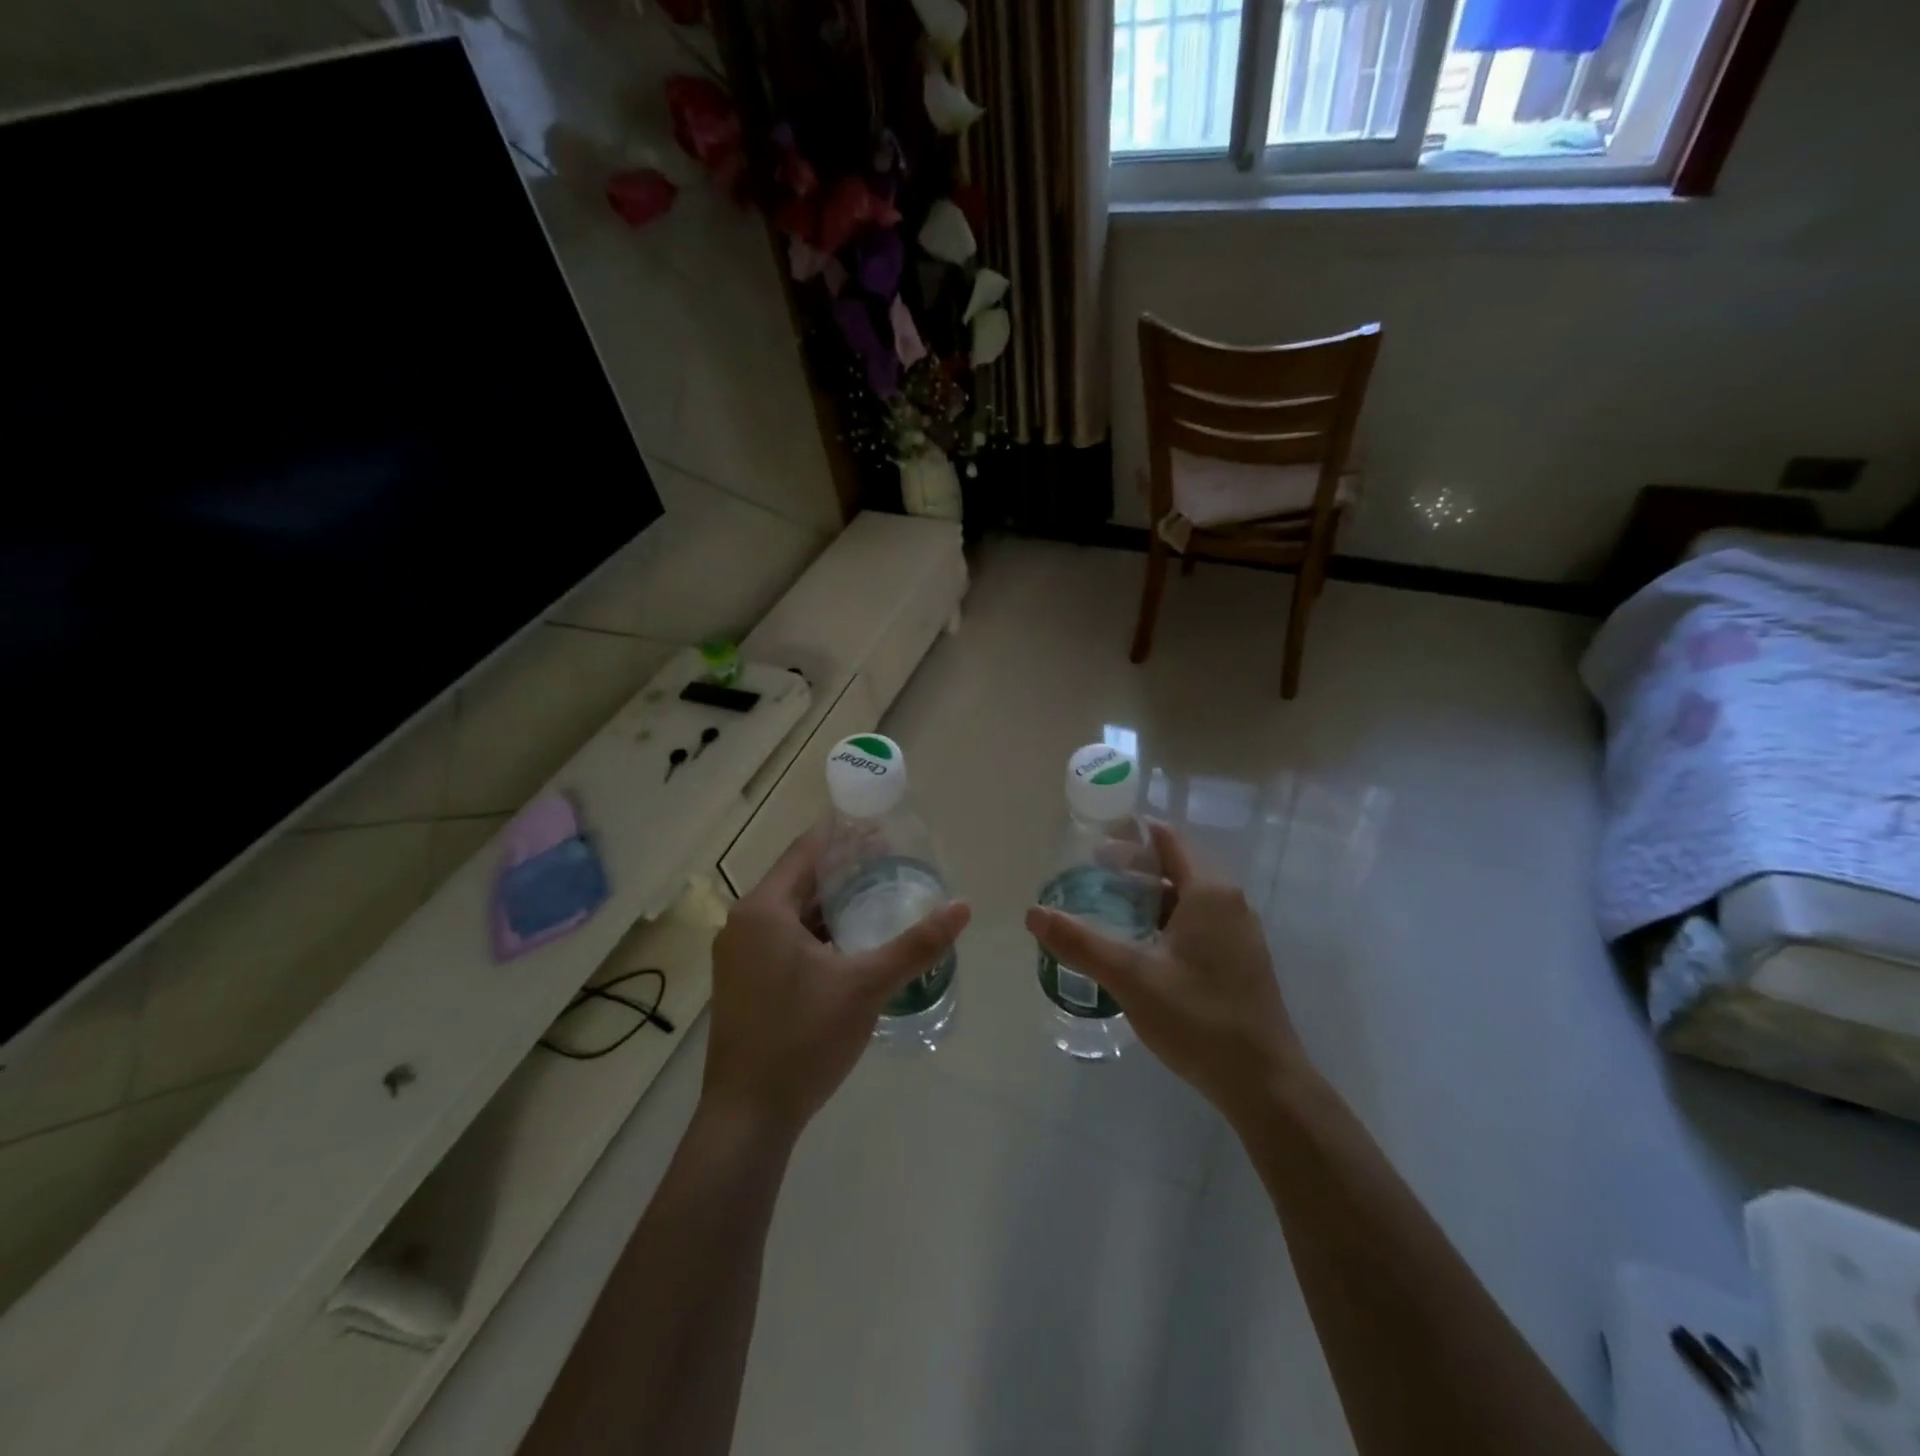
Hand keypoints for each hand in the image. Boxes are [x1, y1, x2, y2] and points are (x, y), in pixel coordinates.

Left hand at [703, 828, 969, 1140]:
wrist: (748, 1117)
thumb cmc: (803, 1039)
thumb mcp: (866, 986)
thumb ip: (915, 944)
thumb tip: (963, 907)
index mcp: (763, 910)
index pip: (807, 850)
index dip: (845, 834)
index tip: (882, 826)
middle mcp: (743, 923)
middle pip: (799, 879)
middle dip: (844, 869)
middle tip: (892, 861)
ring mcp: (738, 955)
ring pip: (791, 912)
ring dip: (831, 903)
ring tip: (878, 895)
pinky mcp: (743, 982)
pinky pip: (783, 938)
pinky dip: (816, 932)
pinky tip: (849, 942)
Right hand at [1026, 823, 1301, 1126]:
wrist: (1264, 1084)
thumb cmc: (1198, 1018)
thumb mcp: (1131, 978)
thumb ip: (1080, 943)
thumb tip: (1033, 913)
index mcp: (1209, 892)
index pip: (1166, 840)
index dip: (1128, 835)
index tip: (1090, 843)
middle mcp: (1229, 903)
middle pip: (1173, 867)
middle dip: (1130, 870)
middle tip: (1087, 879)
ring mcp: (1239, 933)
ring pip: (1184, 899)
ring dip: (1146, 899)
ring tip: (1105, 912)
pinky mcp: (1240, 961)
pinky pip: (1196, 925)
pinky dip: (1163, 923)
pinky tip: (1138, 948)